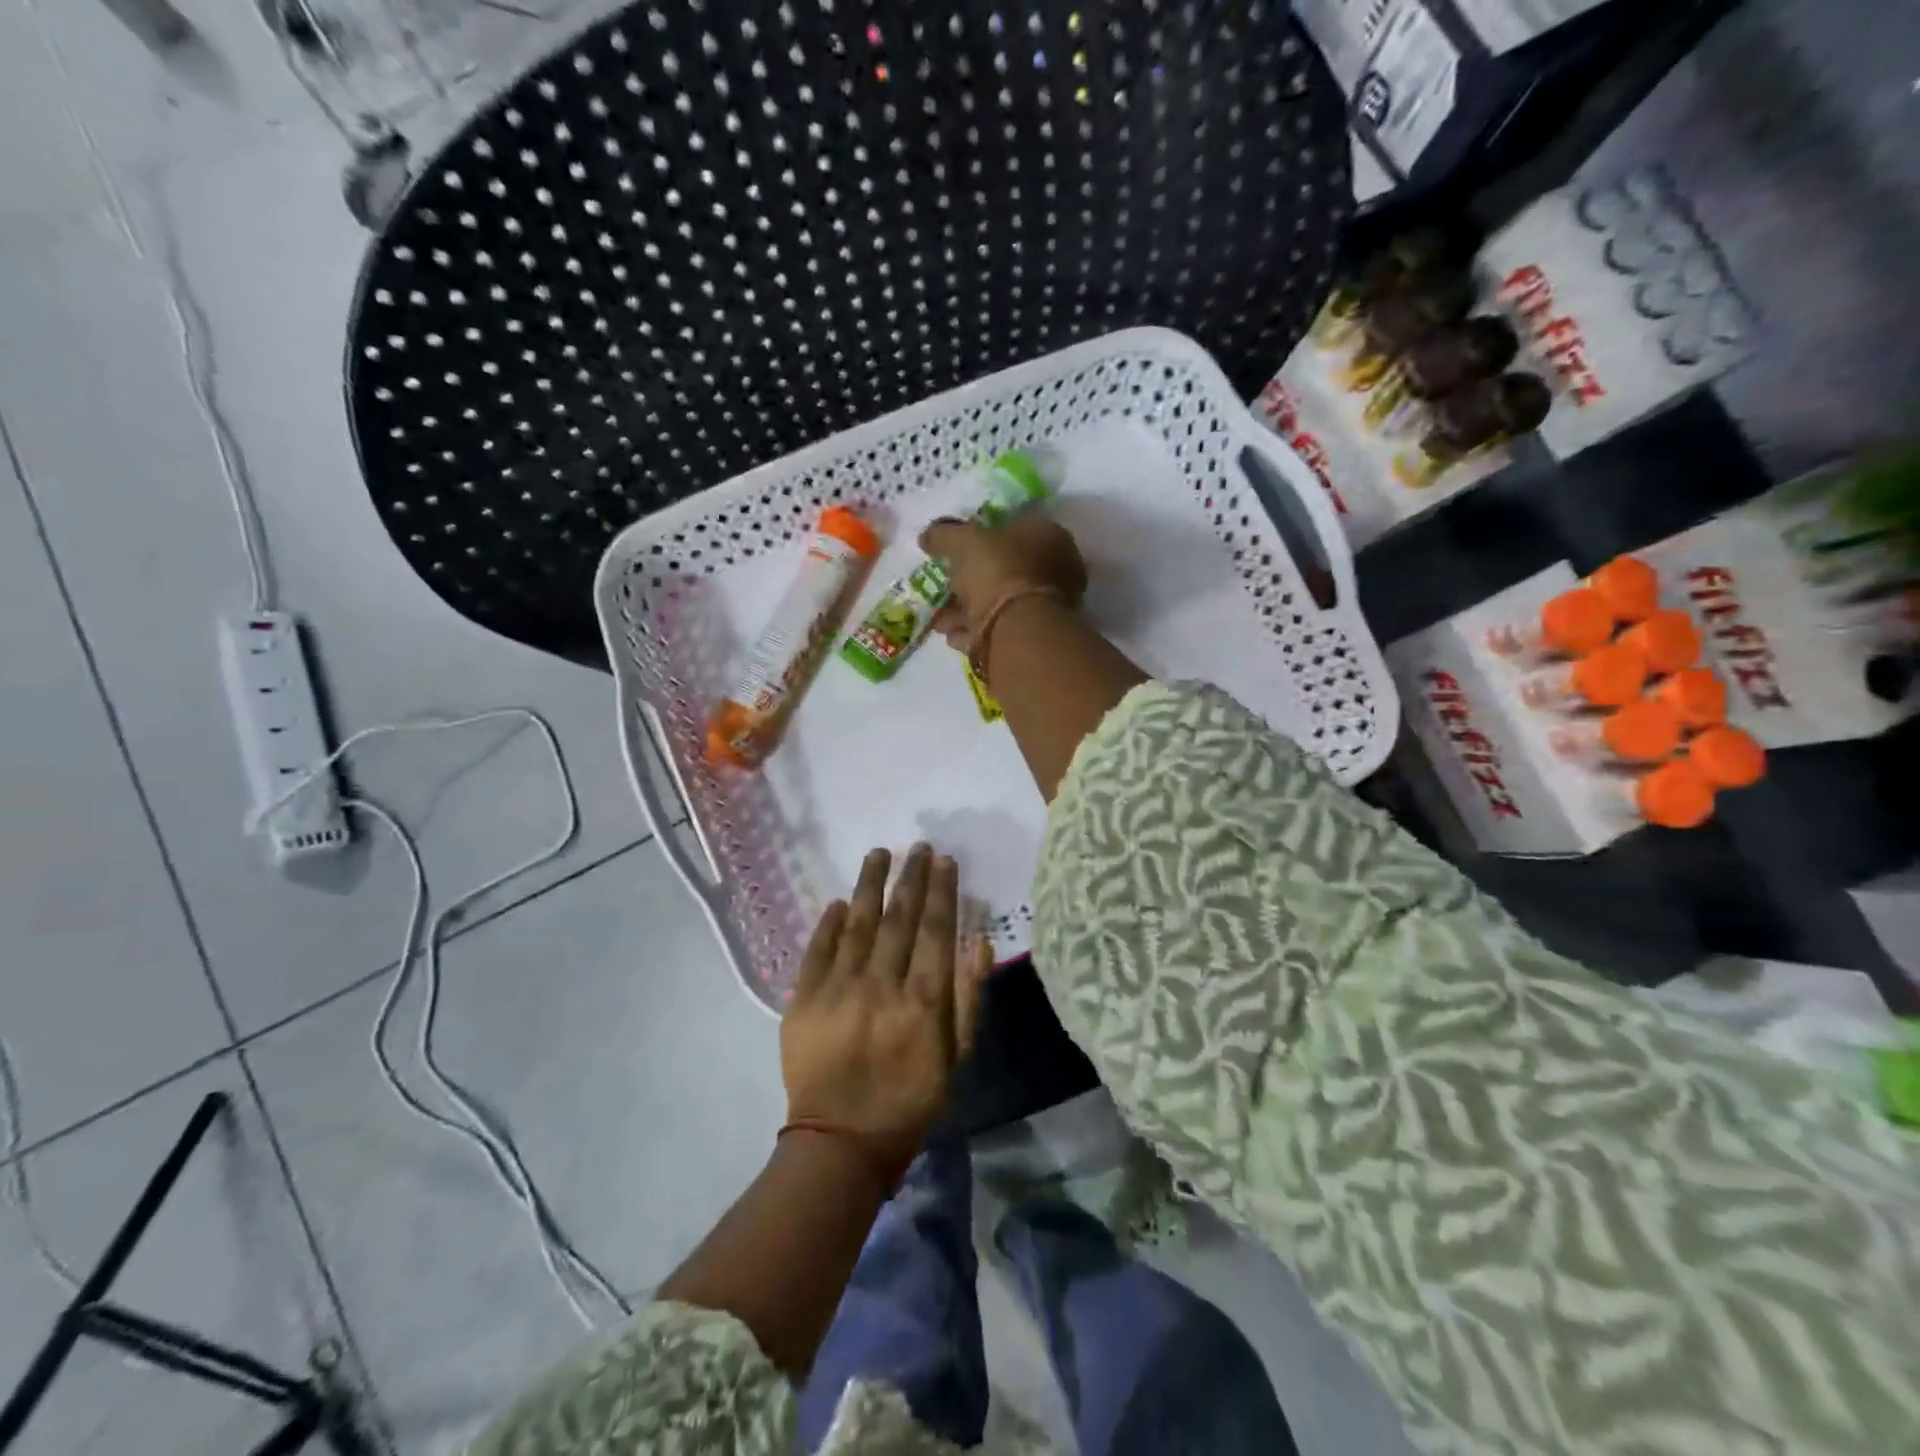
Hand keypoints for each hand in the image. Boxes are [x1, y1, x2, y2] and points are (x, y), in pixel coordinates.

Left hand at [782, 845, 991, 1173]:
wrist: (840, 1142)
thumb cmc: (909, 1100)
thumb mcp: (955, 1057)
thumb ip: (968, 998)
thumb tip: (980, 942)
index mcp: (923, 1000)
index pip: (936, 930)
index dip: (942, 891)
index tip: (945, 860)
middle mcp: (881, 984)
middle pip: (899, 918)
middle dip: (911, 877)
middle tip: (917, 847)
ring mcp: (838, 989)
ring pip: (857, 923)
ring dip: (869, 885)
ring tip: (879, 854)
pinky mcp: (803, 1000)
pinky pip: (817, 950)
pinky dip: (828, 924)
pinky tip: (837, 902)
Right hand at [920, 515, 1086, 652]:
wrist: (1015, 631)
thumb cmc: (998, 572)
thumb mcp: (964, 541)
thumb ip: (944, 534)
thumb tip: (928, 536)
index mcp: (1048, 537)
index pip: (1012, 530)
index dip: (981, 540)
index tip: (955, 552)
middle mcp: (1054, 571)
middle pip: (1003, 572)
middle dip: (968, 583)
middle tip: (943, 588)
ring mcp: (1046, 608)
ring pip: (998, 605)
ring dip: (965, 611)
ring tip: (940, 619)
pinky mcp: (1033, 639)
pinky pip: (997, 631)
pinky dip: (973, 632)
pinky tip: (952, 635)